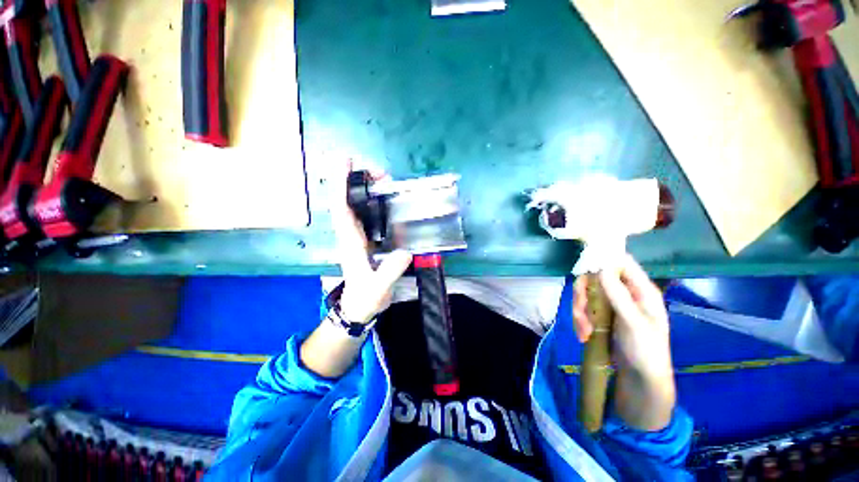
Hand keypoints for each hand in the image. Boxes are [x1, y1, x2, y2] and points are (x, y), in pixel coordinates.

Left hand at [330, 161, 412, 322]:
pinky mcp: (368, 240)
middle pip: (349, 202)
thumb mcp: (378, 288)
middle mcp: (352, 235)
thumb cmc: (366, 298)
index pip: (342, 210)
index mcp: (351, 243)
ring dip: (368, 190)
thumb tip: (405, 252)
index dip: (342, 186)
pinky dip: (376, 203)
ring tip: (386, 181)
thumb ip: (389, 271)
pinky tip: (388, 200)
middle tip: (380, 172)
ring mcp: (359, 237)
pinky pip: (369, 216)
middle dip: (359, 182)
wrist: (361, 307)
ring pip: (358, 207)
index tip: (346, 164)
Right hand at [572, 255, 671, 379]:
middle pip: (595, 278)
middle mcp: (624, 292)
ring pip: (585, 293)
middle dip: (583, 295)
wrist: (639, 379)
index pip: (621, 262)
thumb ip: (618, 295)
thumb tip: (601, 267)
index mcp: (640, 289)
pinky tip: (583, 335)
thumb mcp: (634, 323)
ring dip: (579, 311)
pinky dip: (579, 319)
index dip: (602, 259)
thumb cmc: (646, 350)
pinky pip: (582, 307)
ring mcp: (610, 303)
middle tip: (580, 311)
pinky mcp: (599, 314)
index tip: (584, 268)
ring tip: (583, 331)